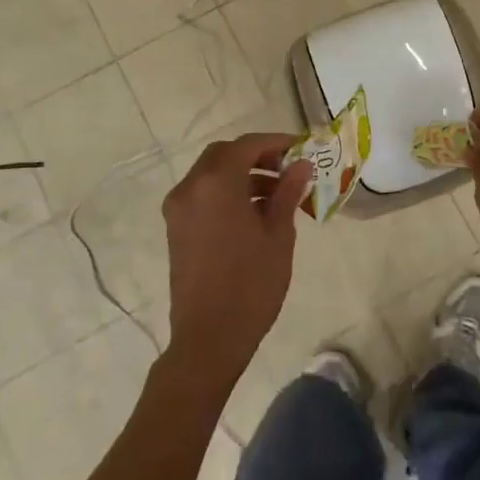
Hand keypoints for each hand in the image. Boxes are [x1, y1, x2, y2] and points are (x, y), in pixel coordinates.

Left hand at [163, 134, 312, 387]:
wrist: (209, 337)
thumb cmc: (251, 283)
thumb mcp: (278, 234)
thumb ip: (288, 192)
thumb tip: (302, 165)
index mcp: (216, 184)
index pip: (247, 146)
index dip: (276, 142)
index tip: (302, 149)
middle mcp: (190, 189)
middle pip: (224, 154)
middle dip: (257, 155)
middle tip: (288, 169)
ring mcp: (179, 209)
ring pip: (212, 174)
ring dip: (243, 174)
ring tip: (279, 194)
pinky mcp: (177, 229)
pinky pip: (204, 194)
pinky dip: (228, 192)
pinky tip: (256, 212)